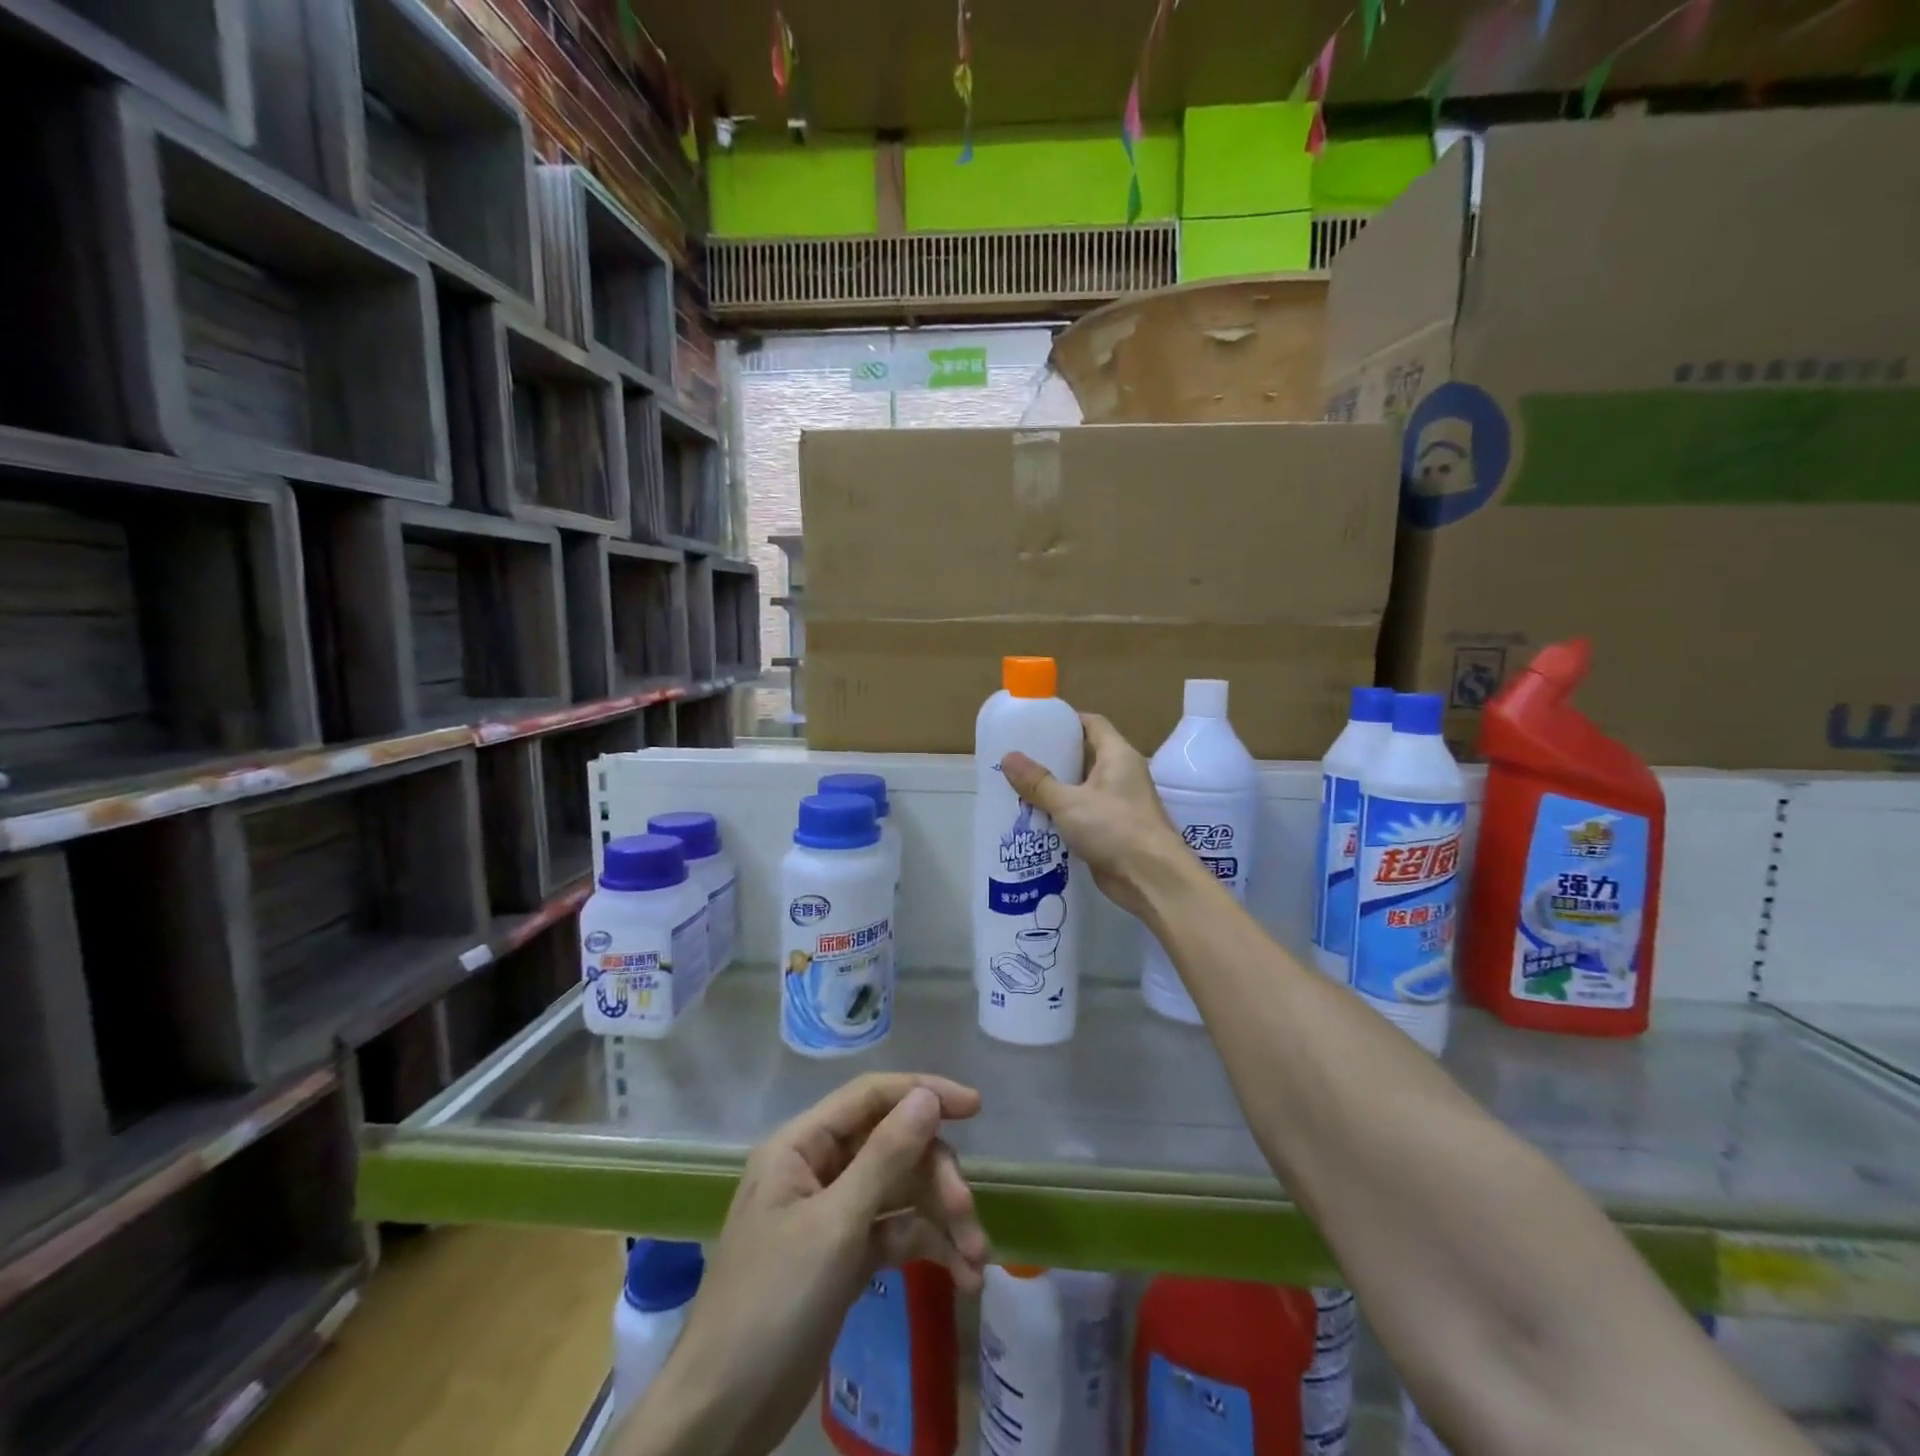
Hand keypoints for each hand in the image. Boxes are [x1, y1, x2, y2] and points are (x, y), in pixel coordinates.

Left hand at [623, 1075, 986, 1455]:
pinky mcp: (846, 1255)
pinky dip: (929, 1248)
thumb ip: (885, 1157)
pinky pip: (896, 1232)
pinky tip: (963, 1277)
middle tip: (968, 1213)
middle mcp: (818, 1168)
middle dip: (936, 1177)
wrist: (723, 1416)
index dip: (923, 1093)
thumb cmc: (773, 1303)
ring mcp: (834, 1213)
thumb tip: (927, 1096)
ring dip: (942, 1218)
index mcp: (801, 1146)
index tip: (974, 1108)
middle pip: (894, 1147)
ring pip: (901, 1191)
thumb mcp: (835, 1226)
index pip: (871, 1097)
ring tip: (977, 1260)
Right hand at [1002, 714, 1195, 919]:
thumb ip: (1038, 782)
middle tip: (1019, 759)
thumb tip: (1008, 757)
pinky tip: (1035, 818)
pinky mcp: (1113, 829)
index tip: (1035, 725)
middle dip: (1053, 758)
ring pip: (1082, 787)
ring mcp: (1119, 803)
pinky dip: (1062, 814)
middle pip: (1085, 755)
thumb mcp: (1069, 802)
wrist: (1151, 879)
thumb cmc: (1114, 828)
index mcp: (1118, 755)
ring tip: (1019, 787)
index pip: (1092, 724)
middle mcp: (1121, 774)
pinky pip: (1083, 813)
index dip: (1065, 721)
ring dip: (1055, 789)